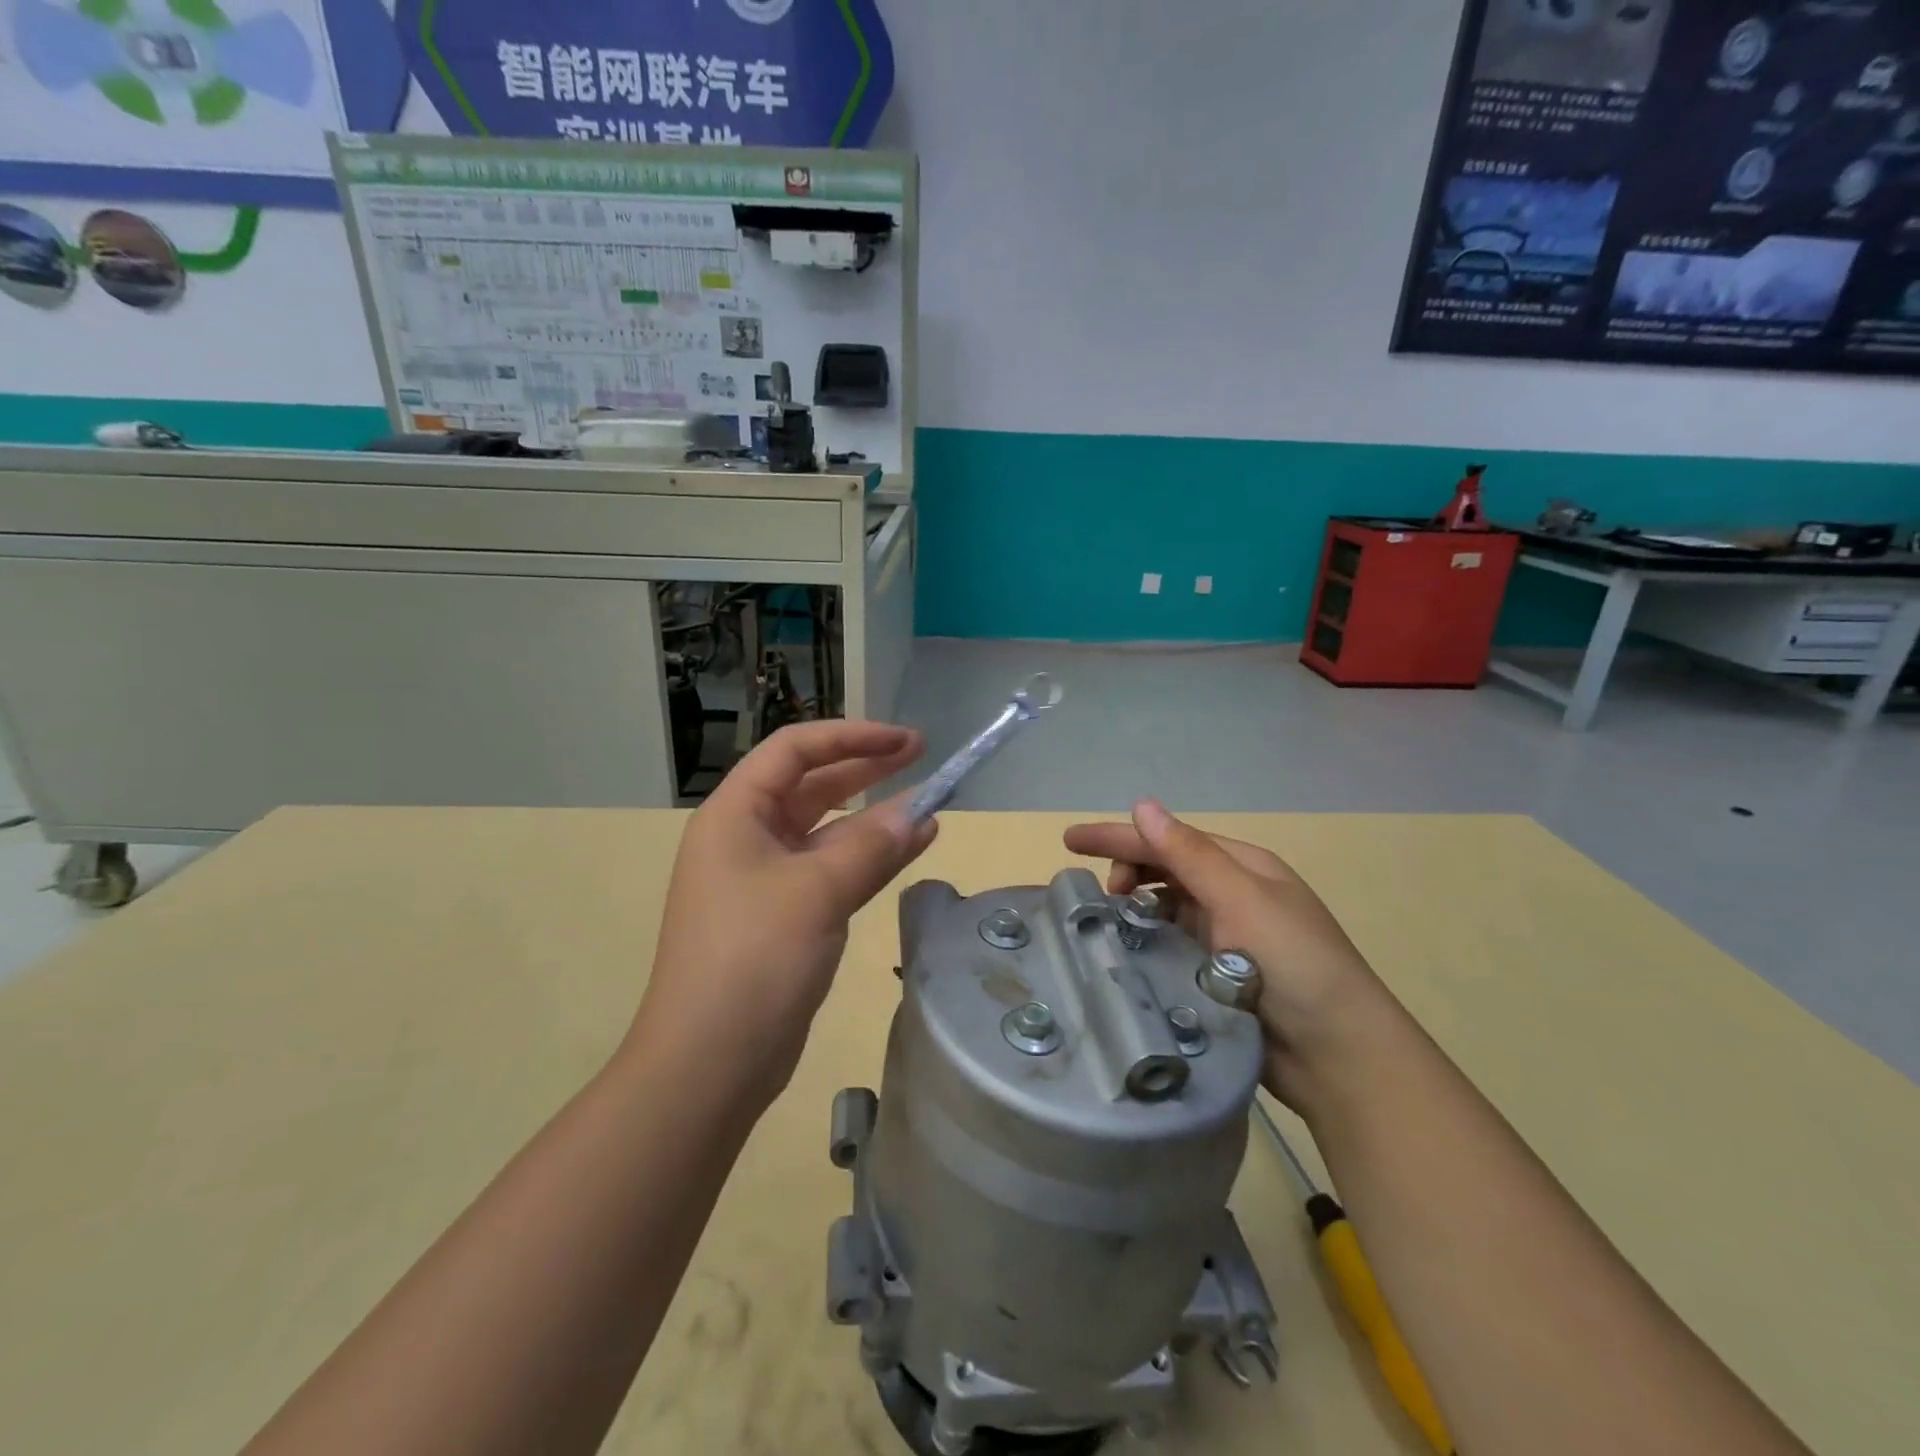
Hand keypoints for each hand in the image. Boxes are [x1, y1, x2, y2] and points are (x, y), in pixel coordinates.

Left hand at [632, 721, 935, 1110]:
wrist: (708, 1063)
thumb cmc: (752, 961)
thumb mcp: (816, 893)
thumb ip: (871, 847)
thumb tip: (920, 815)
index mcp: (735, 814)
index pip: (795, 751)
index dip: (851, 737)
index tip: (904, 741)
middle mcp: (746, 837)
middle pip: (811, 785)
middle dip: (865, 767)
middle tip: (921, 756)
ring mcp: (765, 878)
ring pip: (826, 830)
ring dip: (873, 816)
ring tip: (927, 805)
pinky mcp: (785, 915)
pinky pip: (831, 869)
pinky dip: (868, 857)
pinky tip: (908, 850)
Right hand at [1064, 800, 1390, 1111]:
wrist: (1339, 1057)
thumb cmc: (1295, 964)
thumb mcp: (1242, 900)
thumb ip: (1189, 854)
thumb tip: (1142, 805)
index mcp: (1242, 867)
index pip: (1169, 840)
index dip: (1117, 837)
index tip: (1069, 841)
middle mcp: (1232, 895)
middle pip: (1165, 870)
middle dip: (1127, 871)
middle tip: (1100, 898)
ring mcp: (1225, 937)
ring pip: (1164, 910)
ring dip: (1134, 909)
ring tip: (1106, 926)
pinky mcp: (1216, 976)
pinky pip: (1170, 947)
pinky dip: (1146, 943)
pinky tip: (1126, 955)